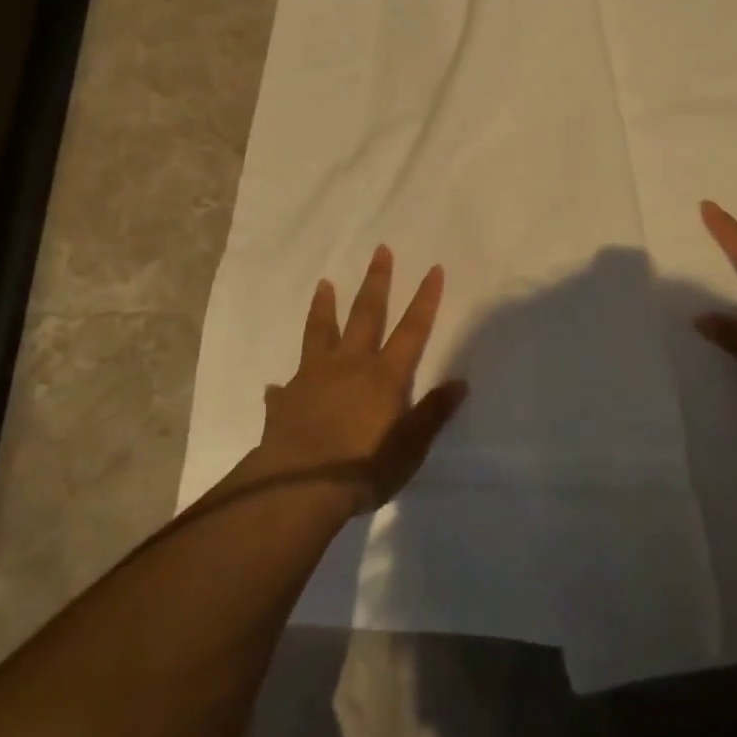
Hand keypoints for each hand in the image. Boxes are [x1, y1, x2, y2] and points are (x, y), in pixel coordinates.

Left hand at [256, 246, 468, 512]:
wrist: (298, 486)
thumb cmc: (363, 466)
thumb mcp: (409, 447)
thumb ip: (433, 413)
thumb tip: (461, 383)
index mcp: (384, 375)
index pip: (412, 329)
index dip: (425, 299)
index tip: (433, 268)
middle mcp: (350, 365)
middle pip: (366, 314)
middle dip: (376, 281)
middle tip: (380, 250)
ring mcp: (314, 377)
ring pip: (321, 332)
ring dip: (324, 307)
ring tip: (324, 283)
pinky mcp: (287, 398)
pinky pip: (286, 385)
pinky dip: (284, 384)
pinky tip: (275, 385)